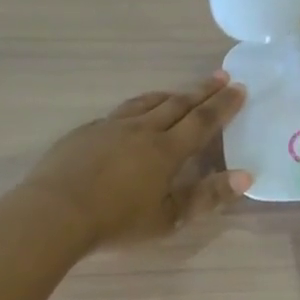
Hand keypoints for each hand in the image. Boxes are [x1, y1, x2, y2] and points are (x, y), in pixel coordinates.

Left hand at [24, 73, 251, 248]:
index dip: (223, 105)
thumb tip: (246, 175)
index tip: (239, 89)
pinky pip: (119, 112)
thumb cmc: (117, 222)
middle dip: (202, 91)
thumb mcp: (169, 218)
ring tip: (180, 92)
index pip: (203, 121)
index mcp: (166, 150)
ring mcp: (110, 127)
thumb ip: (207, 196)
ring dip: (169, 95)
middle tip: (221, 77)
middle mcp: (142, 130)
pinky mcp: (85, 132)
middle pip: (178, 104)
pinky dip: (138, 107)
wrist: (54, 214)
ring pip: (146, 103)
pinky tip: (133, 115)